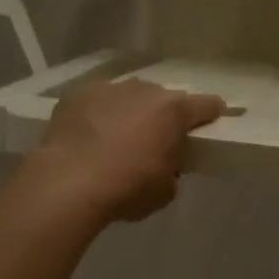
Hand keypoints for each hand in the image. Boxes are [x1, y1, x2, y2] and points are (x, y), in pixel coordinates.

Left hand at [28, 79, 225, 223]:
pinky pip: (96, 101)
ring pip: (129, 97)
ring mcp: (110, 89)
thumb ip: (173, 170)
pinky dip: (97, 114)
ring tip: (116, 139)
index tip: (210, 122)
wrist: (67, 183)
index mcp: (174, 111)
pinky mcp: (78, 94)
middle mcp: (145, 91)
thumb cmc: (127, 188)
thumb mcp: (165, 190)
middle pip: (164, 100)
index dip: (211, 114)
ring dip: (129, 112)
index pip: (207, 105)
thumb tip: (164, 165)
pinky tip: (88, 136)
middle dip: (163, 117)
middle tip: (153, 142)